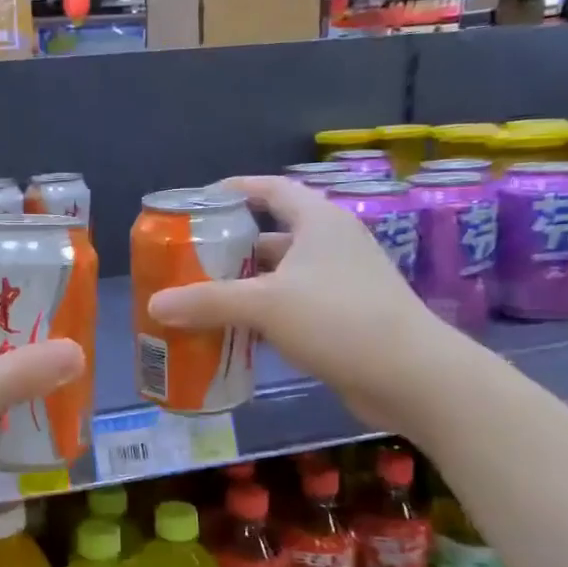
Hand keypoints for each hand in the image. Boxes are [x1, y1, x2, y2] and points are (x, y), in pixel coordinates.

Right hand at [145, 175, 464, 427]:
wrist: (412, 377)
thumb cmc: (339, 320)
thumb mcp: (265, 305)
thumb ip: (207, 302)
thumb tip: (154, 305)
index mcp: (318, 222)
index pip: (272, 189)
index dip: (236, 190)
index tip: (200, 202)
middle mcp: (331, 245)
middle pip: (270, 237)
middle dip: (229, 250)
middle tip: (188, 263)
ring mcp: (341, 283)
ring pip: (280, 277)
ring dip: (244, 288)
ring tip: (201, 300)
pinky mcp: (345, 318)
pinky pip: (292, 308)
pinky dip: (263, 317)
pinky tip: (234, 335)